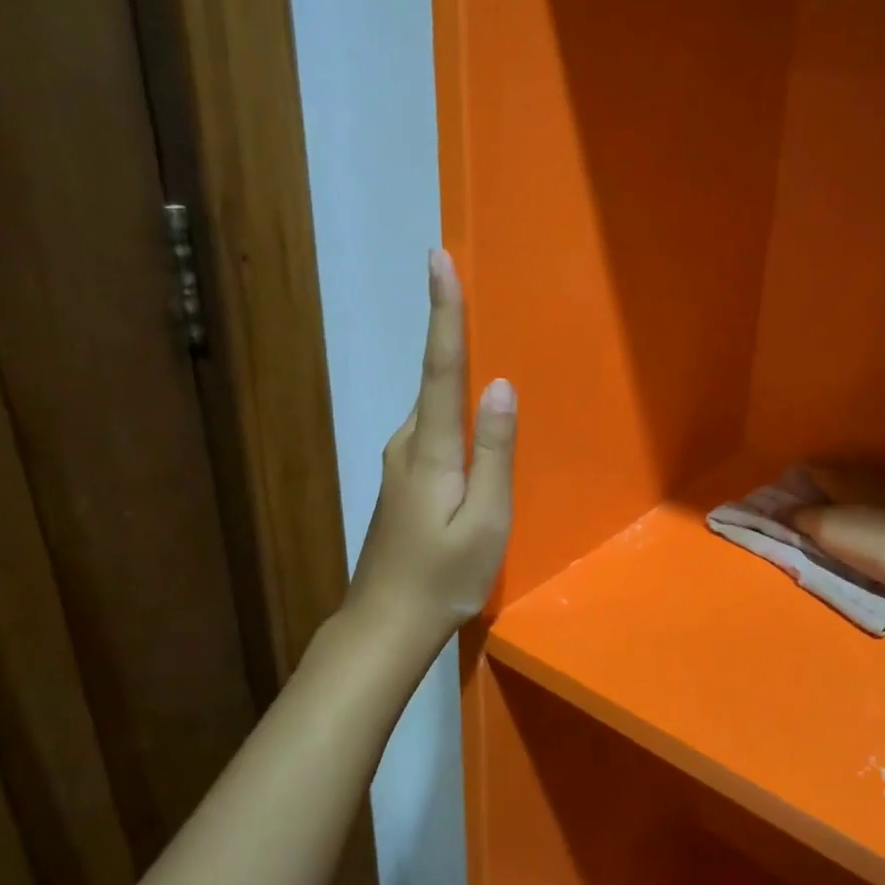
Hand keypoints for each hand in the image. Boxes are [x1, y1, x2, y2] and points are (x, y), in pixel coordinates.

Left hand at [347, 250, 516, 649]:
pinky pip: (433, 431)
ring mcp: (399, 463)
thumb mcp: (486, 520)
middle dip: (450, 330)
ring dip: (453, 373)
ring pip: (435, 408)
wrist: (385, 624)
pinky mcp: (402, 481)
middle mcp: (407, 444)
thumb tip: (500, 385)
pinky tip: (472, 424)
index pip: (440, 366)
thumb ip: (494, 451)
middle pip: (435, 379)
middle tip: (465, 282)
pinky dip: (452, 412)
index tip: (438, 259)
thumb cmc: (443, 577)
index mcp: (431, 449)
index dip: (443, 311)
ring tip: (480, 345)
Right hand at [791, 465, 884, 595]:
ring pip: (870, 488)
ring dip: (855, 500)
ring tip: (847, 522)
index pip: (810, 469)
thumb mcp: (831, 533)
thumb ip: (801, 518)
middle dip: (822, 491)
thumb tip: (774, 507)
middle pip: (840, 476)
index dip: (792, 483)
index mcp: (846, 477)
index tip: (780, 502)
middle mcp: (875, 474)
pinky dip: (884, 511)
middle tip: (810, 514)